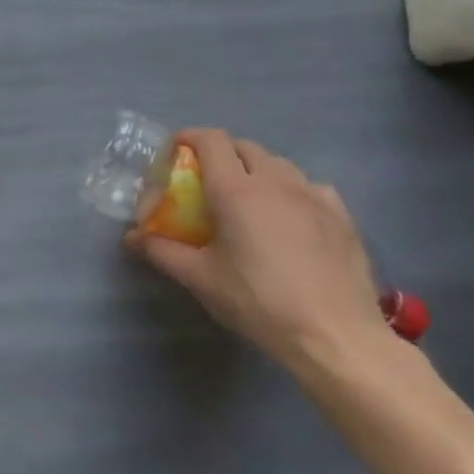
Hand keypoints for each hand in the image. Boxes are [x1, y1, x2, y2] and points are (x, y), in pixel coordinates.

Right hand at [127, 130, 391, 370]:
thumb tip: (132, 238)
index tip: (176, 150)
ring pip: (280, 165)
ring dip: (257, 169)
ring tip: (248, 197)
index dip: (191, 137)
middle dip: (222, 153)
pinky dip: (292, 190)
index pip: (212, 141)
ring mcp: (314, 197)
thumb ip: (162, 251)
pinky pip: (311, 187)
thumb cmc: (258, 302)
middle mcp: (276, 182)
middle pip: (245, 147)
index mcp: (236, 190)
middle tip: (207, 179)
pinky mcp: (342, 217)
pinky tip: (291, 216)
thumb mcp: (200, 278)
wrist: (335, 336)